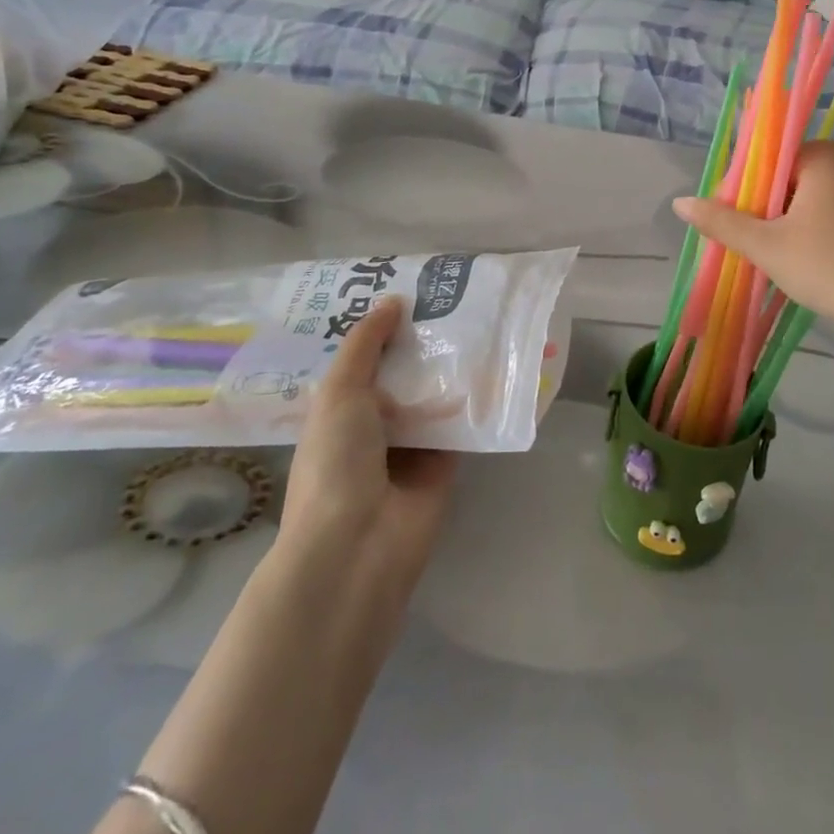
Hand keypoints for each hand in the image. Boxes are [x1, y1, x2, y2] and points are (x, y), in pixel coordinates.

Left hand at [278, 297, 457, 587]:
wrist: (359, 544)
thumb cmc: (336, 462)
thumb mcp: (339, 393)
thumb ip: (365, 345)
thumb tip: (393, 301)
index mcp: (340, 409)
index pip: (365, 358)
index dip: (384, 327)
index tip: (411, 289)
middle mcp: (375, 423)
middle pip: (403, 373)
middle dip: (423, 341)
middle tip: (454, 296)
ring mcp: (412, 444)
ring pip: (435, 394)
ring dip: (452, 365)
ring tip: (481, 316)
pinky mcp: (445, 461)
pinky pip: (462, 421)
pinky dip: (475, 397)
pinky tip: (497, 359)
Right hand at [674, 141, 833, 358]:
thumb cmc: (828, 266)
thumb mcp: (767, 246)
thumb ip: (722, 222)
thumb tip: (679, 202)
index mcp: (823, 156)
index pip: (767, 161)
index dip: (745, 191)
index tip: (735, 222)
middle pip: (789, 178)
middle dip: (768, 208)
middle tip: (756, 244)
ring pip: (812, 197)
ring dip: (791, 221)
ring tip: (780, 255)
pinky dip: (819, 229)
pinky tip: (813, 259)